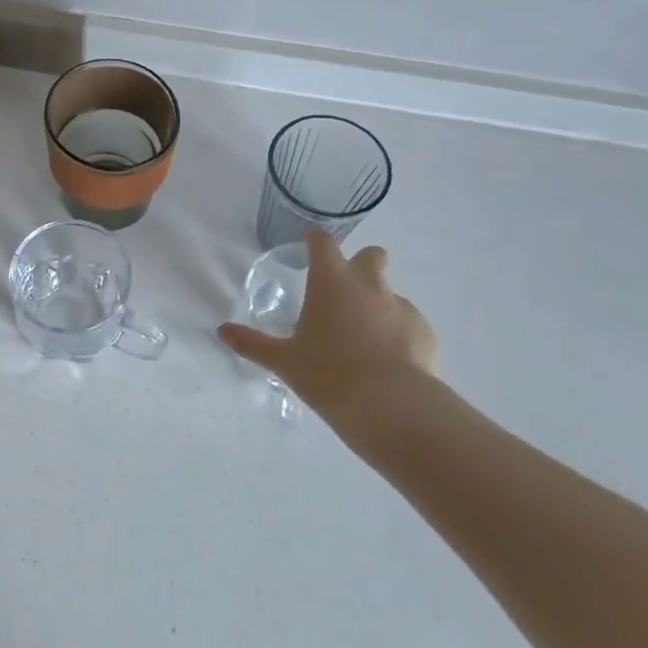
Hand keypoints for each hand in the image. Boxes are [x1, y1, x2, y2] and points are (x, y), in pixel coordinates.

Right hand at [218, 233, 439, 443]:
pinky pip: (408, 324)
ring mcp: (402, 307)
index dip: (315, 241)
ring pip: (390, 293)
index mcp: (332, 282)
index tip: (308, 246)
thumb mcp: (284, 361)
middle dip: (360, 265)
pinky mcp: (425, 332)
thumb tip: (222, 331)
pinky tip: (387, 363)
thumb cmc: (328, 374)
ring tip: (363, 342)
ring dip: (377, 306)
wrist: (391, 406)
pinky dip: (397, 334)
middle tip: (342, 293)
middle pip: (371, 255)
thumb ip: (252, 343)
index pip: (323, 243)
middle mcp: (369, 285)